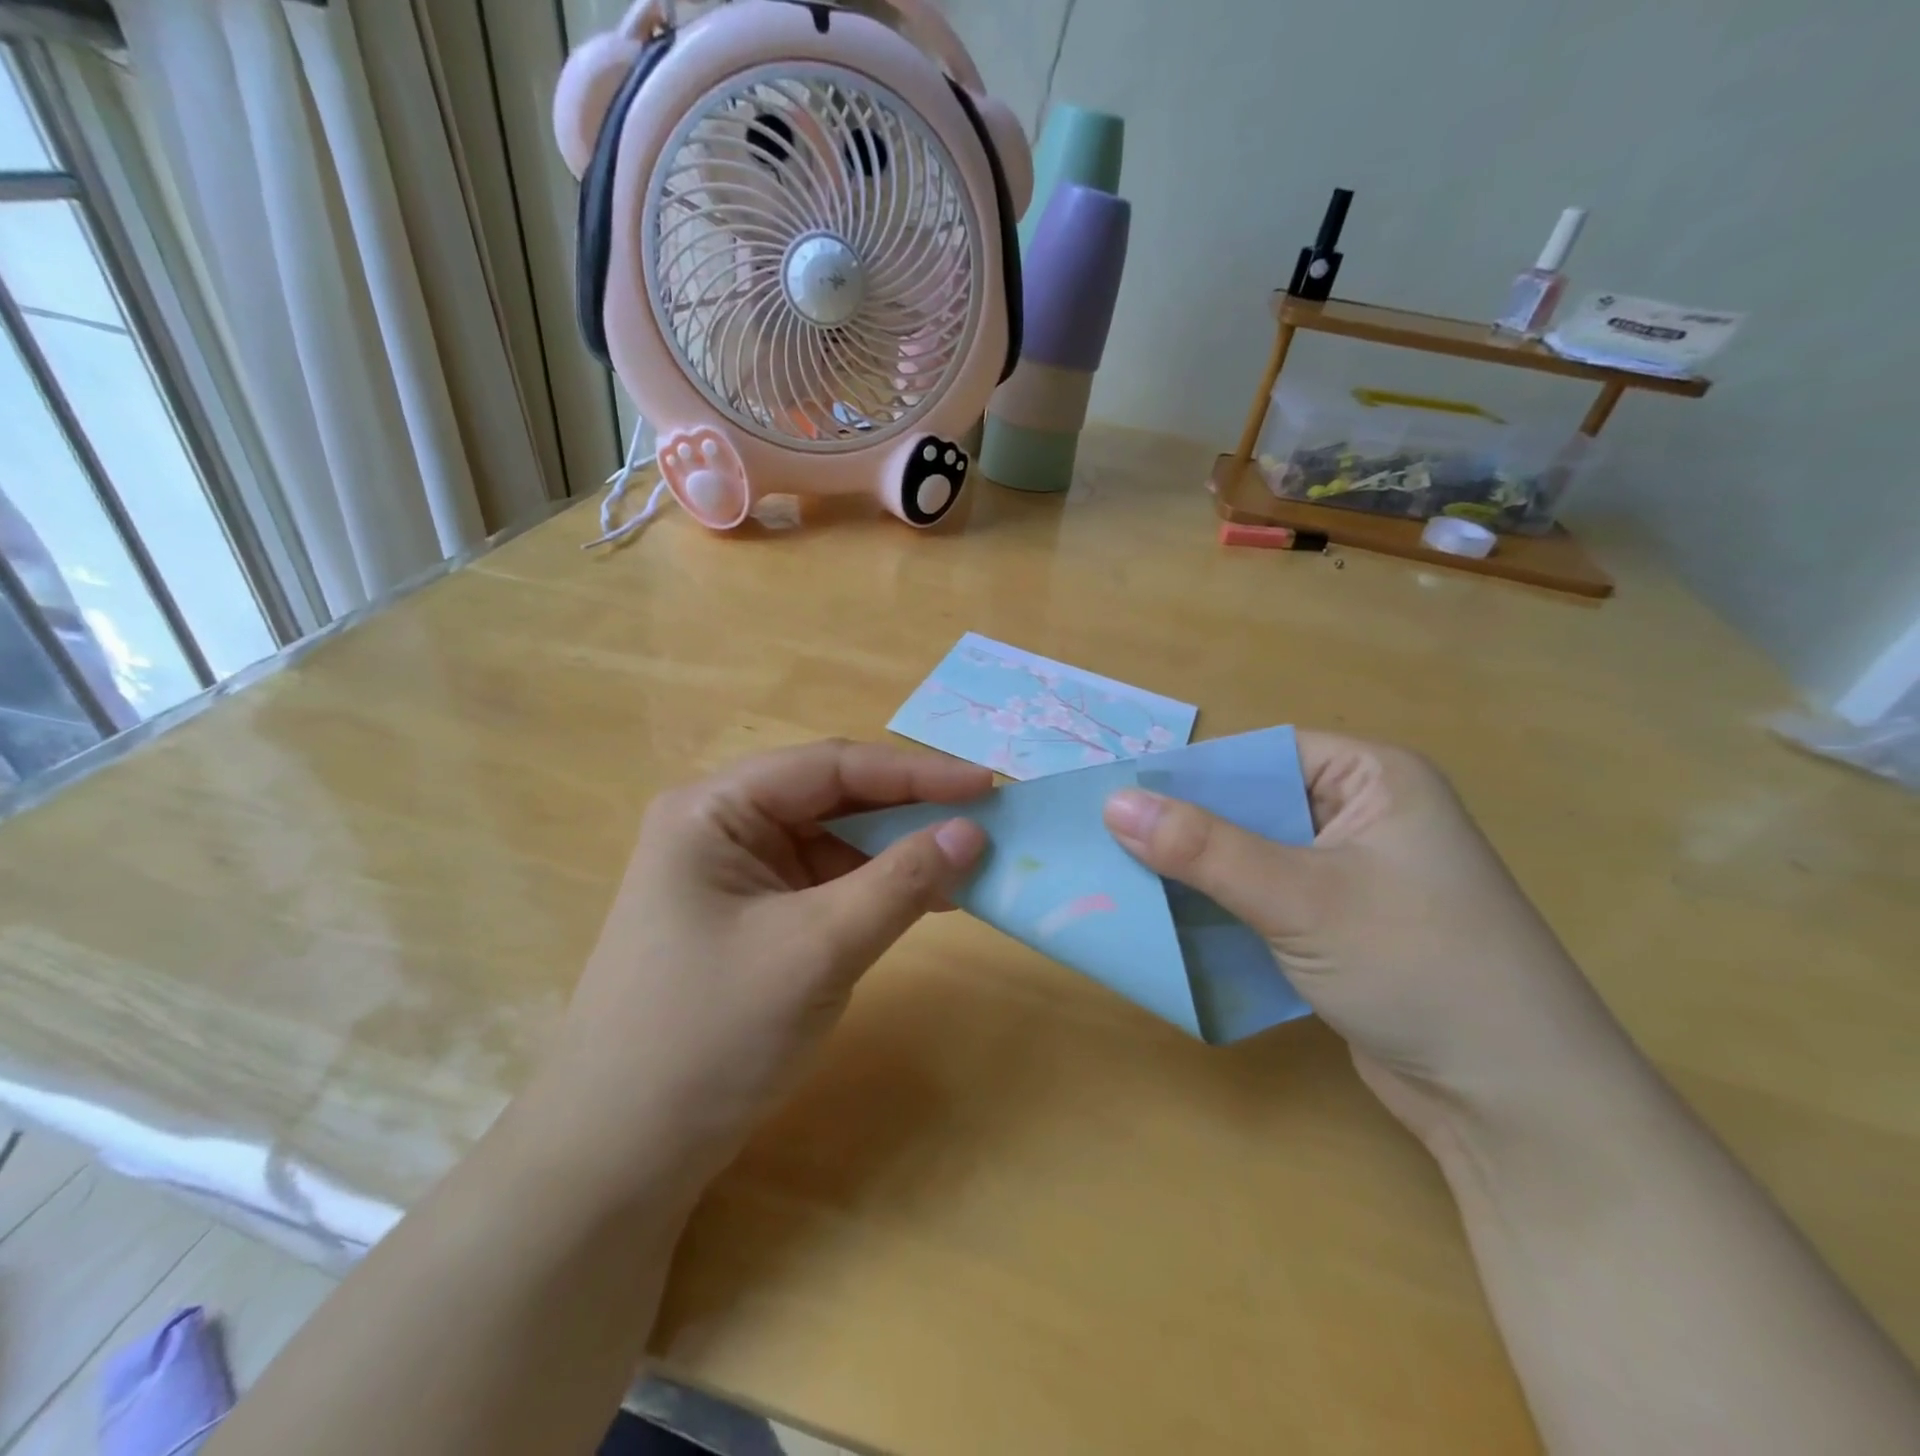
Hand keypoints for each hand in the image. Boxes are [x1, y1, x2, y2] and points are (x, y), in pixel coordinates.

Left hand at [530, 740, 988, 1194]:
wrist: (619, 1157)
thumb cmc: (711, 1037)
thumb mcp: (818, 950)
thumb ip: (900, 882)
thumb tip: (973, 831)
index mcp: (715, 809)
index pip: (832, 768)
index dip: (916, 773)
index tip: (987, 786)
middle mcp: (721, 826)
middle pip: (832, 798)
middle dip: (909, 810)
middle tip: (984, 821)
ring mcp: (734, 873)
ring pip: (834, 841)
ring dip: (897, 852)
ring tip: (967, 863)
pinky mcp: (750, 916)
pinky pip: (825, 883)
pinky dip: (875, 888)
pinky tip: (924, 899)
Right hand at [1103, 732, 1642, 1146]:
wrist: (1517, 1105)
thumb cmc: (1418, 968)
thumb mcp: (1300, 898)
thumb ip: (1203, 849)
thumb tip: (1113, 803)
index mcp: (1373, 779)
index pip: (1261, 754)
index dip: (1192, 774)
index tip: (1120, 798)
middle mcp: (1365, 816)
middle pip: (1253, 806)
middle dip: (1188, 830)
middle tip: (1111, 843)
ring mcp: (1355, 875)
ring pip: (1254, 857)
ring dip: (1200, 874)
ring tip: (1125, 880)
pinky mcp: (1343, 927)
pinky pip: (1266, 900)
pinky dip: (1224, 910)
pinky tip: (1173, 922)